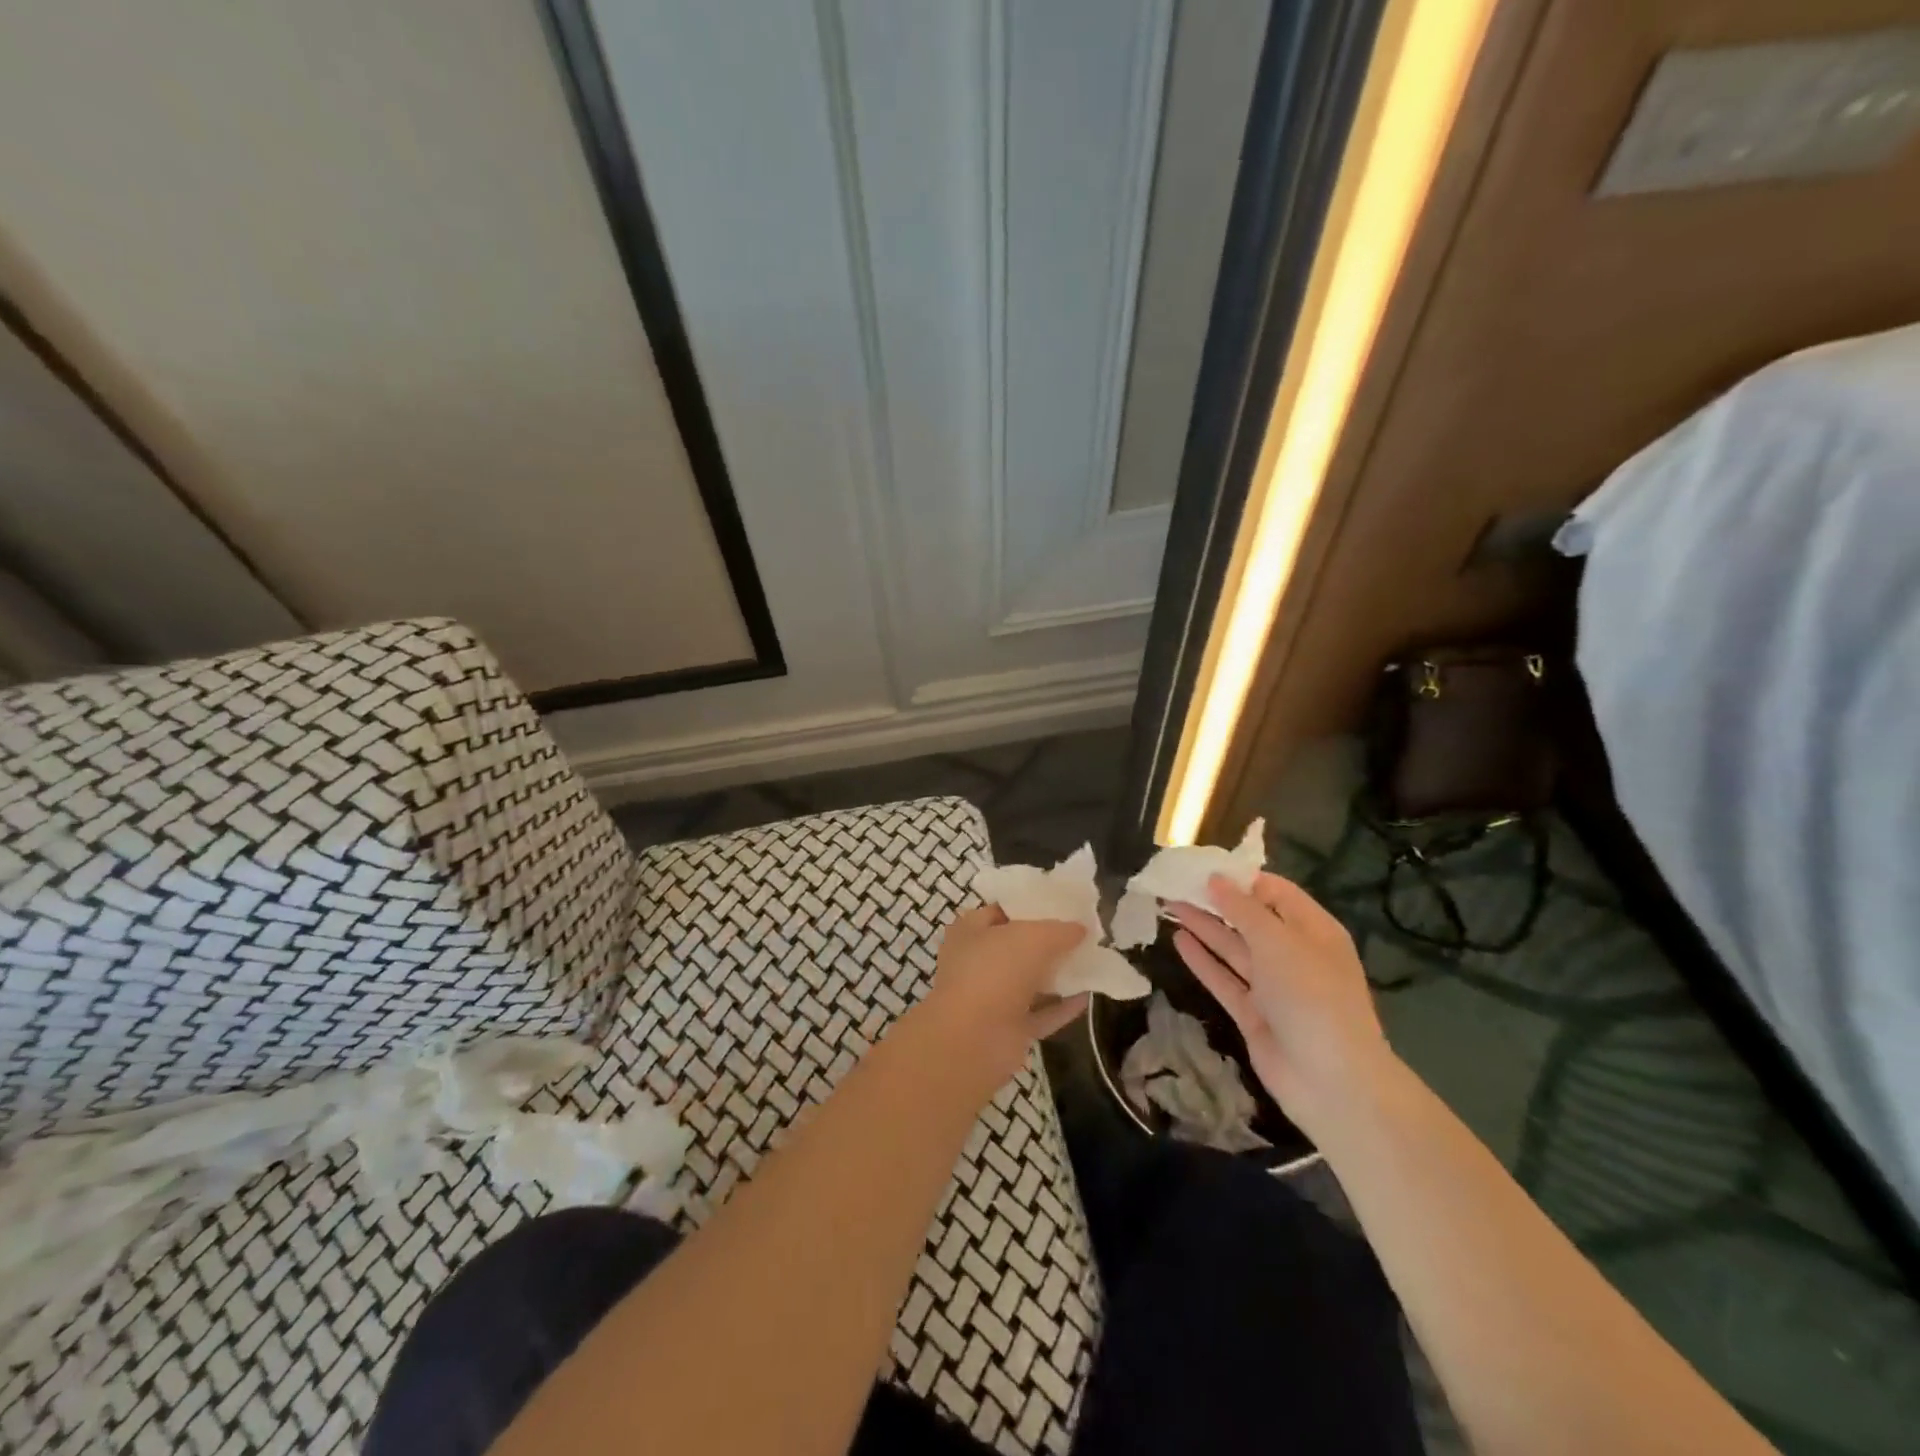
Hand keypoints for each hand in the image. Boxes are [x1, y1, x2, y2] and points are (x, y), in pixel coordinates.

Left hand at [913, 906, 1088, 1101]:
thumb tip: (1080, 929)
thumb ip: (1059, 930)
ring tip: (1091, 962)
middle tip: (1082, 934)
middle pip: (1018, 947)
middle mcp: (977, 962)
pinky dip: (1062, 1006)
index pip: (1002, 911)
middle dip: (1048, 942)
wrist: (974, 1039)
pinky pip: (1040, 1014)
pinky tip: (1088, 997)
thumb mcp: (1032, 936)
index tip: (1062, 905)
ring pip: (1030, 982)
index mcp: (970, 931)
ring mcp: (991, 998)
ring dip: (1058, 975)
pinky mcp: (1008, 1030)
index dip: (1031, 906)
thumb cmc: (995, 971)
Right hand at [1168, 872, 1395, 1140]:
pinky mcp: (1254, 1013)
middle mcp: (1294, 954)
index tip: (1203, 867)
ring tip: (1168, 904)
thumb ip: (1243, 909)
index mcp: (1313, 930)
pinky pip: (1224, 979)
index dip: (1241, 879)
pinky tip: (1178, 939)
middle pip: (1250, 919)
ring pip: (1233, 947)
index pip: (1275, 893)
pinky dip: (1202, 960)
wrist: (1330, 1080)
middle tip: (1176, 883)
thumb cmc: (1311, 996)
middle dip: (1215, 901)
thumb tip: (1216, 880)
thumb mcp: (1278, 941)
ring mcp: (1273, 986)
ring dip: (1203, 926)